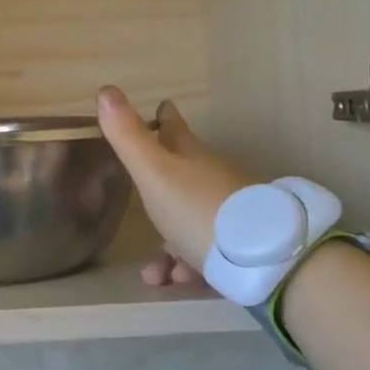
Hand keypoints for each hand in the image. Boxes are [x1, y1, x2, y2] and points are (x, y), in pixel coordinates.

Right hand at [96, 87, 251, 286]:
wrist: (264, 259)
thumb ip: (128, 136)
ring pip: (189, 220)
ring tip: (154, 272)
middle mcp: (211, 178)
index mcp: (190, 155)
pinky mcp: (242, 245)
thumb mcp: (153, 173)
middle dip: (158, 187)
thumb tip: (106, 89)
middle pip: (181, 174)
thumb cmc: (196, 209)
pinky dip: (188, 264)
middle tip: (139, 198)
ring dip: (168, 245)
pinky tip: (176, 281)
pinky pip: (206, 251)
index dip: (164, 117)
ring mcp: (230, 211)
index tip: (162, 107)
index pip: (174, 127)